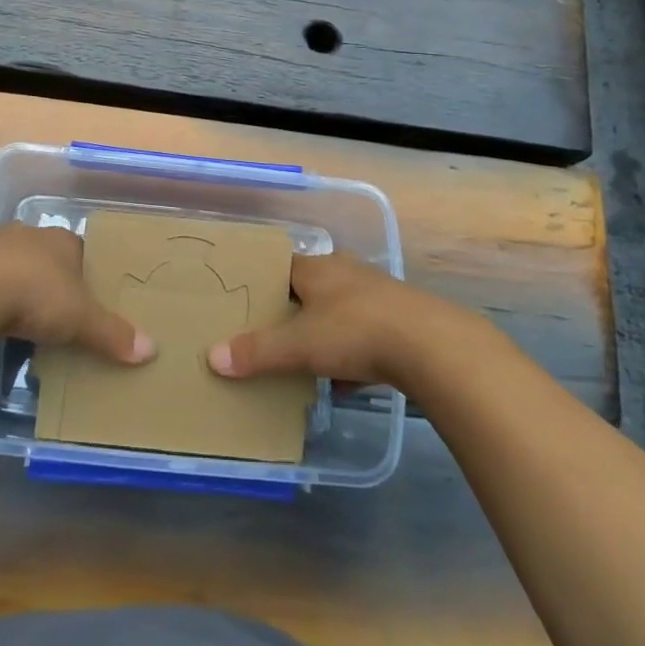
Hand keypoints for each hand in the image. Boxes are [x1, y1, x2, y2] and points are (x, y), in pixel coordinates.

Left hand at [0, 224, 155, 365]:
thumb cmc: (34, 293)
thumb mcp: (81, 318)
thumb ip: (112, 334)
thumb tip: (151, 350)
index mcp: (58, 240)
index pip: (79, 250)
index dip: (85, 274)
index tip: (89, 299)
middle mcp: (24, 238)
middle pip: (42, 260)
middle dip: (47, 285)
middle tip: (56, 317)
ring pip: (8, 274)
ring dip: (13, 299)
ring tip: (21, 334)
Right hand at [208, 251, 448, 388]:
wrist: (432, 347)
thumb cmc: (355, 332)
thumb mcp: (299, 345)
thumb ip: (257, 352)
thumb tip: (212, 357)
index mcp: (318, 268)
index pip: (280, 267)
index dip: (261, 283)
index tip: (242, 303)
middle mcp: (345, 272)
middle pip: (309, 289)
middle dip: (290, 311)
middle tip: (267, 334)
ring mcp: (376, 295)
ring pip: (337, 312)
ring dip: (322, 332)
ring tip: (301, 359)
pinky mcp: (399, 321)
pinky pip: (363, 334)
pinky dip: (349, 352)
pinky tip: (342, 378)